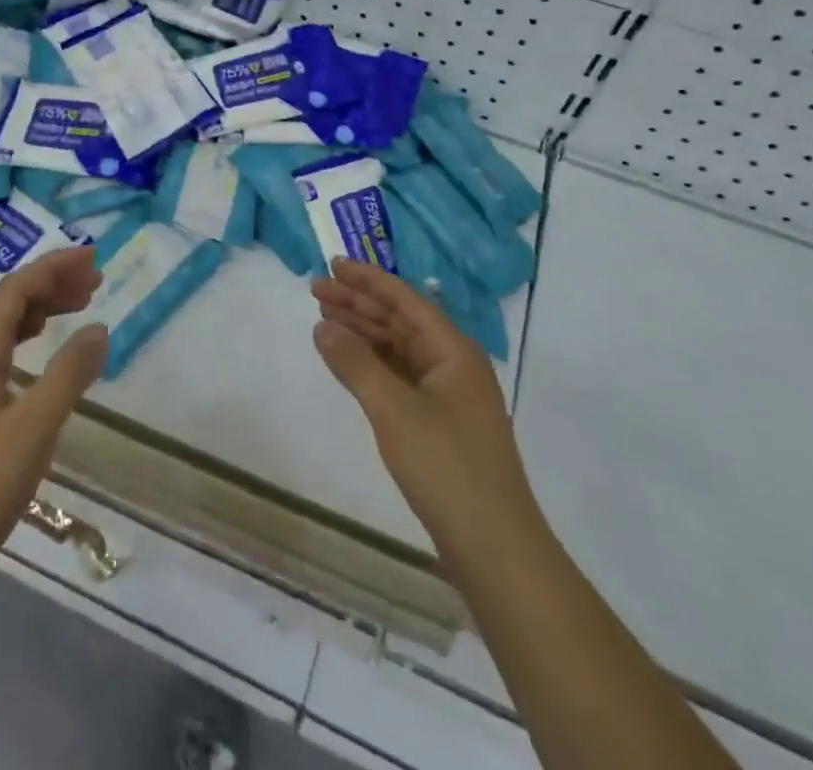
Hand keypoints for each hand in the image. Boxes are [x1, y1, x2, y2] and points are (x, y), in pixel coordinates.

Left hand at [0, 247, 107, 590]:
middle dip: (51, 282)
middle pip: (7, 303)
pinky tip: (46, 351)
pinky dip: (30, 338)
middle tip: (95, 280)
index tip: (93, 259)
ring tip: (80, 304)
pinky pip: (1, 353)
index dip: (53, 268)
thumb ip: (68, 375)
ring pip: (3, 327)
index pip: (14, 291)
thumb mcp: (33, 430)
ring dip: (41, 308)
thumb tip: (100, 327)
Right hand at [312, 259, 537, 578]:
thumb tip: (322, 325)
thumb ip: (355, 363)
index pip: (405, 299)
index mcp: (453, 350)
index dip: (367, 279)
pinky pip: (401, 376)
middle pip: (400, 320)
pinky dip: (373, 365)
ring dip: (364, 332)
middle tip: (316, 290)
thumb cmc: (446, 467)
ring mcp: (449, 395)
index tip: (333, 264)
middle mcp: (454, 364)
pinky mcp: (441, 423)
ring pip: (400, 348)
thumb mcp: (393, 410)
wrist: (495, 548)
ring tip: (324, 319)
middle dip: (359, 304)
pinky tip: (349, 363)